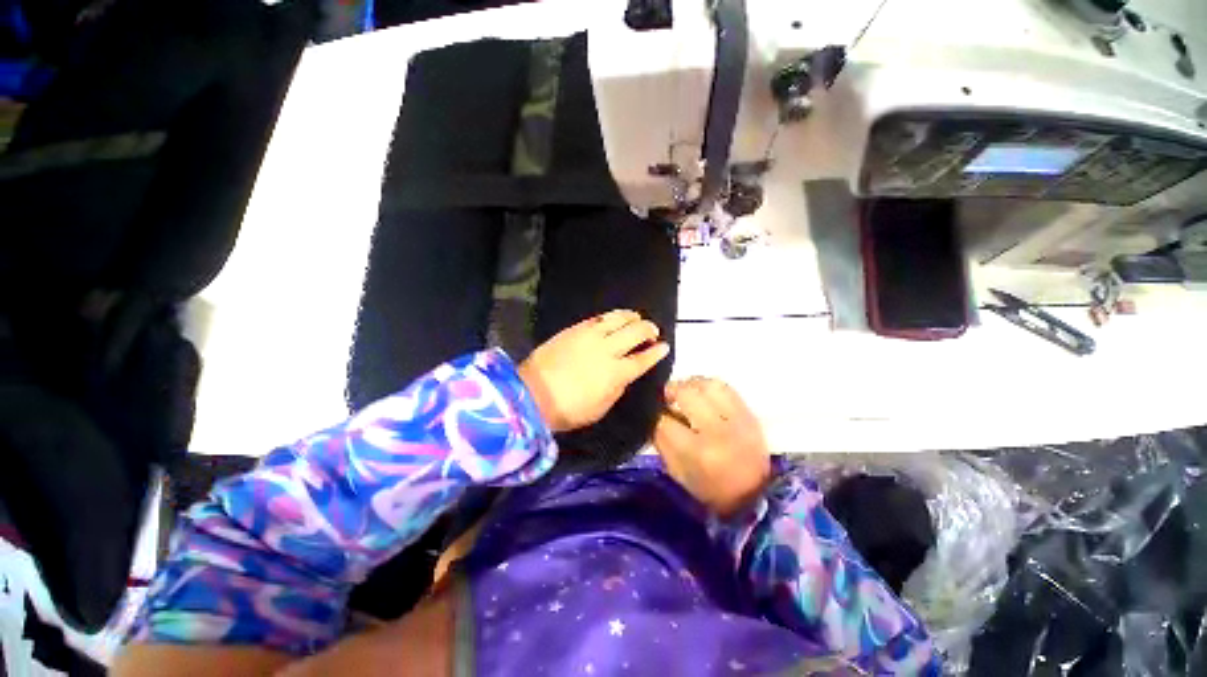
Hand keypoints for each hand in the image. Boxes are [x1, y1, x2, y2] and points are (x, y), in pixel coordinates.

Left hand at [518, 310, 669, 432]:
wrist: (531, 393)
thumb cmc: (568, 409)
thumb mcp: (600, 408)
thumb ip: (617, 388)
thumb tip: (625, 373)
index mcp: (616, 373)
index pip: (643, 358)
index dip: (657, 352)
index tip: (664, 347)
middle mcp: (607, 349)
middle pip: (635, 332)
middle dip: (649, 330)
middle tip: (652, 332)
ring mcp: (590, 335)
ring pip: (618, 318)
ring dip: (632, 317)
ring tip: (637, 318)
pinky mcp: (575, 328)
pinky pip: (599, 317)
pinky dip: (612, 316)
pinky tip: (614, 318)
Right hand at [654, 377, 770, 517]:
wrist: (756, 495)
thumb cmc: (710, 489)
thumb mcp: (677, 472)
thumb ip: (661, 441)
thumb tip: (654, 414)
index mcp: (698, 452)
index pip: (665, 421)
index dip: (654, 413)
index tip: (651, 412)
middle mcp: (718, 430)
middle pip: (686, 393)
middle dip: (670, 391)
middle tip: (665, 397)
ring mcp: (737, 419)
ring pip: (706, 384)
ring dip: (690, 385)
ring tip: (684, 393)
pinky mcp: (749, 412)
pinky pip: (724, 386)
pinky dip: (708, 386)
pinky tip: (702, 394)